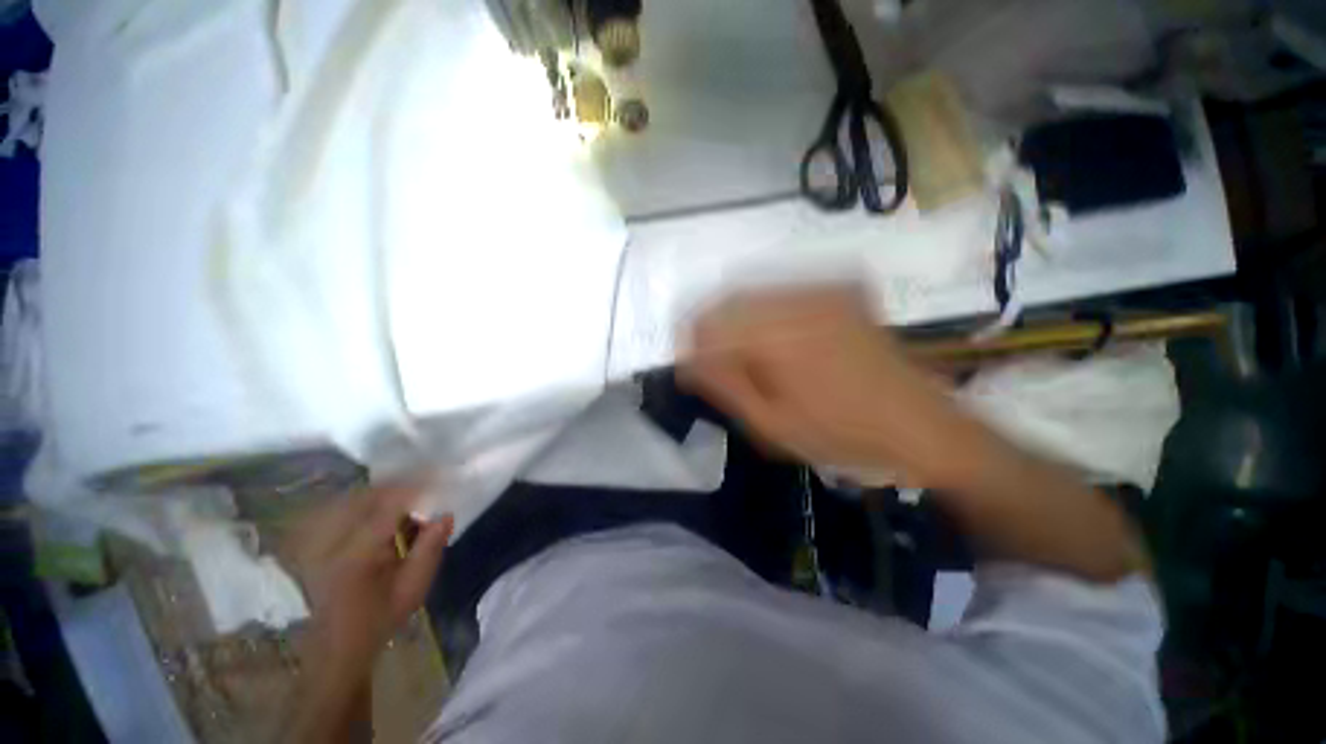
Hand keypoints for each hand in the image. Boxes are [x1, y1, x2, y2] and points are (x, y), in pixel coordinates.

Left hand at [290, 484, 452, 676]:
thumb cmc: (380, 617)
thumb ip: (430, 548)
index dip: (415, 486)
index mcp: (356, 554)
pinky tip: (382, 509)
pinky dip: (366, 502)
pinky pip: (341, 508)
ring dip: (383, 492)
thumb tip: (446, 513)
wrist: (336, 643)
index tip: (439, 475)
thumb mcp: (414, 588)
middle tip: (426, 483)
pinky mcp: (314, 541)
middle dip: (399, 485)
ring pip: (352, 498)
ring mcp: (318, 540)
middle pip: (367, 495)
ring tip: (408, 497)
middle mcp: (331, 541)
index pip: (388, 506)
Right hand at [679, 286, 968, 485]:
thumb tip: (687, 361)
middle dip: (711, 330)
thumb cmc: (841, 437)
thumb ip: (724, 386)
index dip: (691, 343)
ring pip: (753, 292)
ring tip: (742, 356)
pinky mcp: (839, 291)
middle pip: (729, 299)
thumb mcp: (771, 424)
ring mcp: (824, 289)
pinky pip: (782, 292)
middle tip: (712, 364)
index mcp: (779, 336)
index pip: (709, 322)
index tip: (689, 368)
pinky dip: (764, 314)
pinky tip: (772, 342)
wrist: (921, 427)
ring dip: (737, 322)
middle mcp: (799, 298)